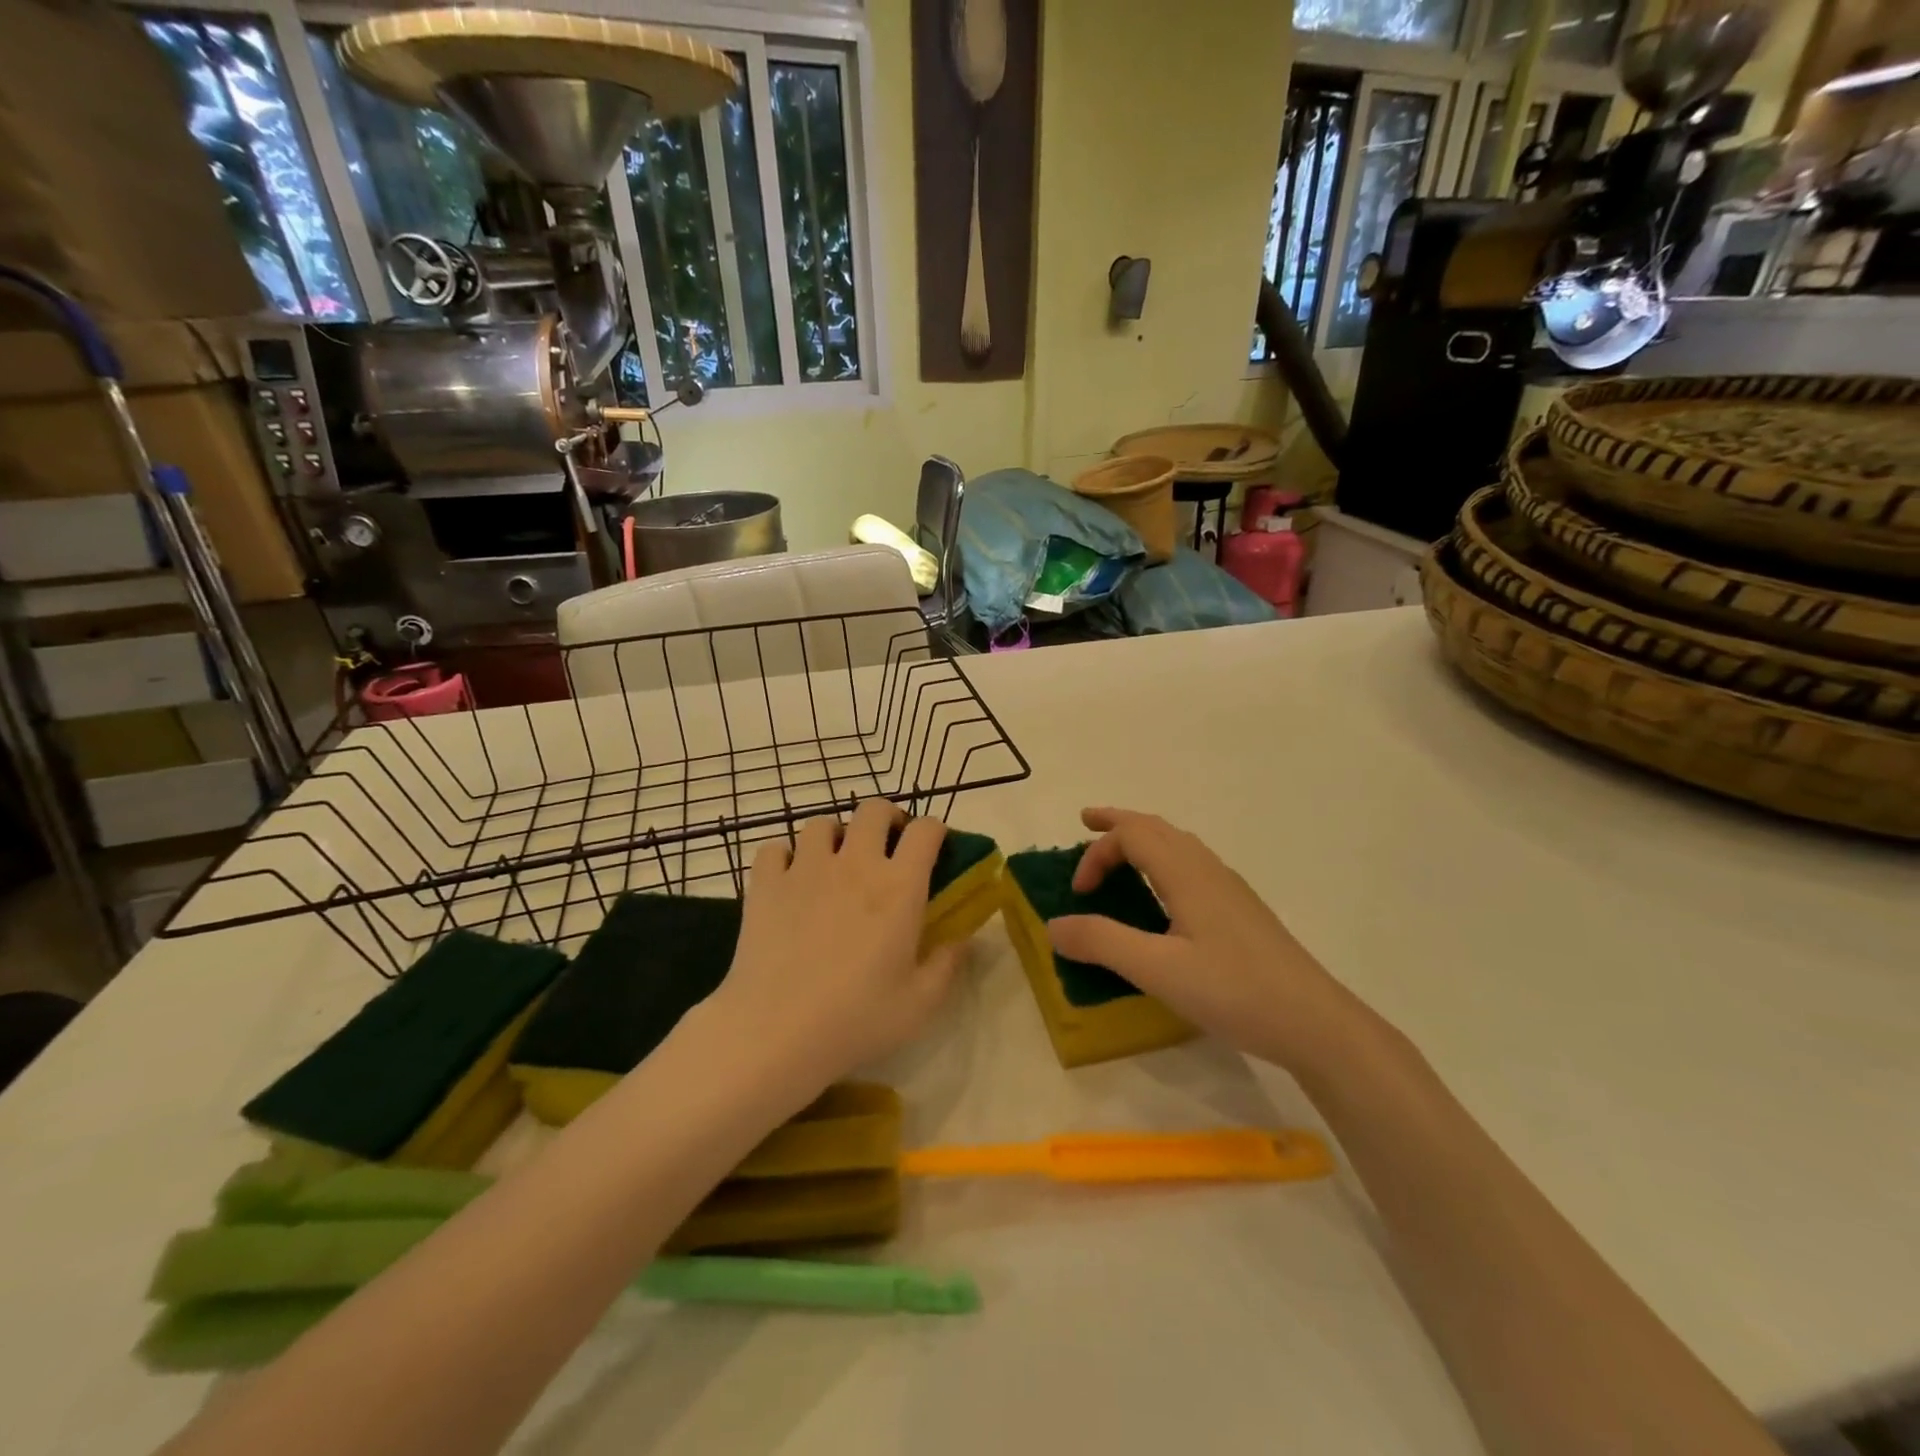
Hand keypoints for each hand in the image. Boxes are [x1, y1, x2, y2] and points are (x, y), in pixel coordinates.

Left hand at [711, 800, 963, 1095]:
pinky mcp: (766, 884)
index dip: (935, 831)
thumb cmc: (857, 1019)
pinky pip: (775, 849)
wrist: (776, 1033)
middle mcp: (855, 863)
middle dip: (887, 818)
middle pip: (873, 809)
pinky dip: (785, 858)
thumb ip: (948, 964)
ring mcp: (805, 869)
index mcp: (899, 886)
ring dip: (834, 836)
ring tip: (835, 863)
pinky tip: (789, 880)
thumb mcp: (920, 1003)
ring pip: (821, 824)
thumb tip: (963, 938)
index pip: (926, 830)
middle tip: (888, 846)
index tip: (935, 849)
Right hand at [1046, 808, 1356, 1073]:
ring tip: (1119, 852)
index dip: (1097, 854)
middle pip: (1156, 828)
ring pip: (1178, 844)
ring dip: (1142, 838)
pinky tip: (1164, 893)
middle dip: (1118, 822)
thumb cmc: (1234, 991)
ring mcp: (1230, 889)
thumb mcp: (1158, 970)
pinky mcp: (1241, 911)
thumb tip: (1053, 925)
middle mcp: (1208, 870)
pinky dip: (1162, 859)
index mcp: (1186, 874)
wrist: (1316, 1023)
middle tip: (1087, 823)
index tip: (1078, 894)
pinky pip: (1191, 864)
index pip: (1132, 836)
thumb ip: (1102, 943)